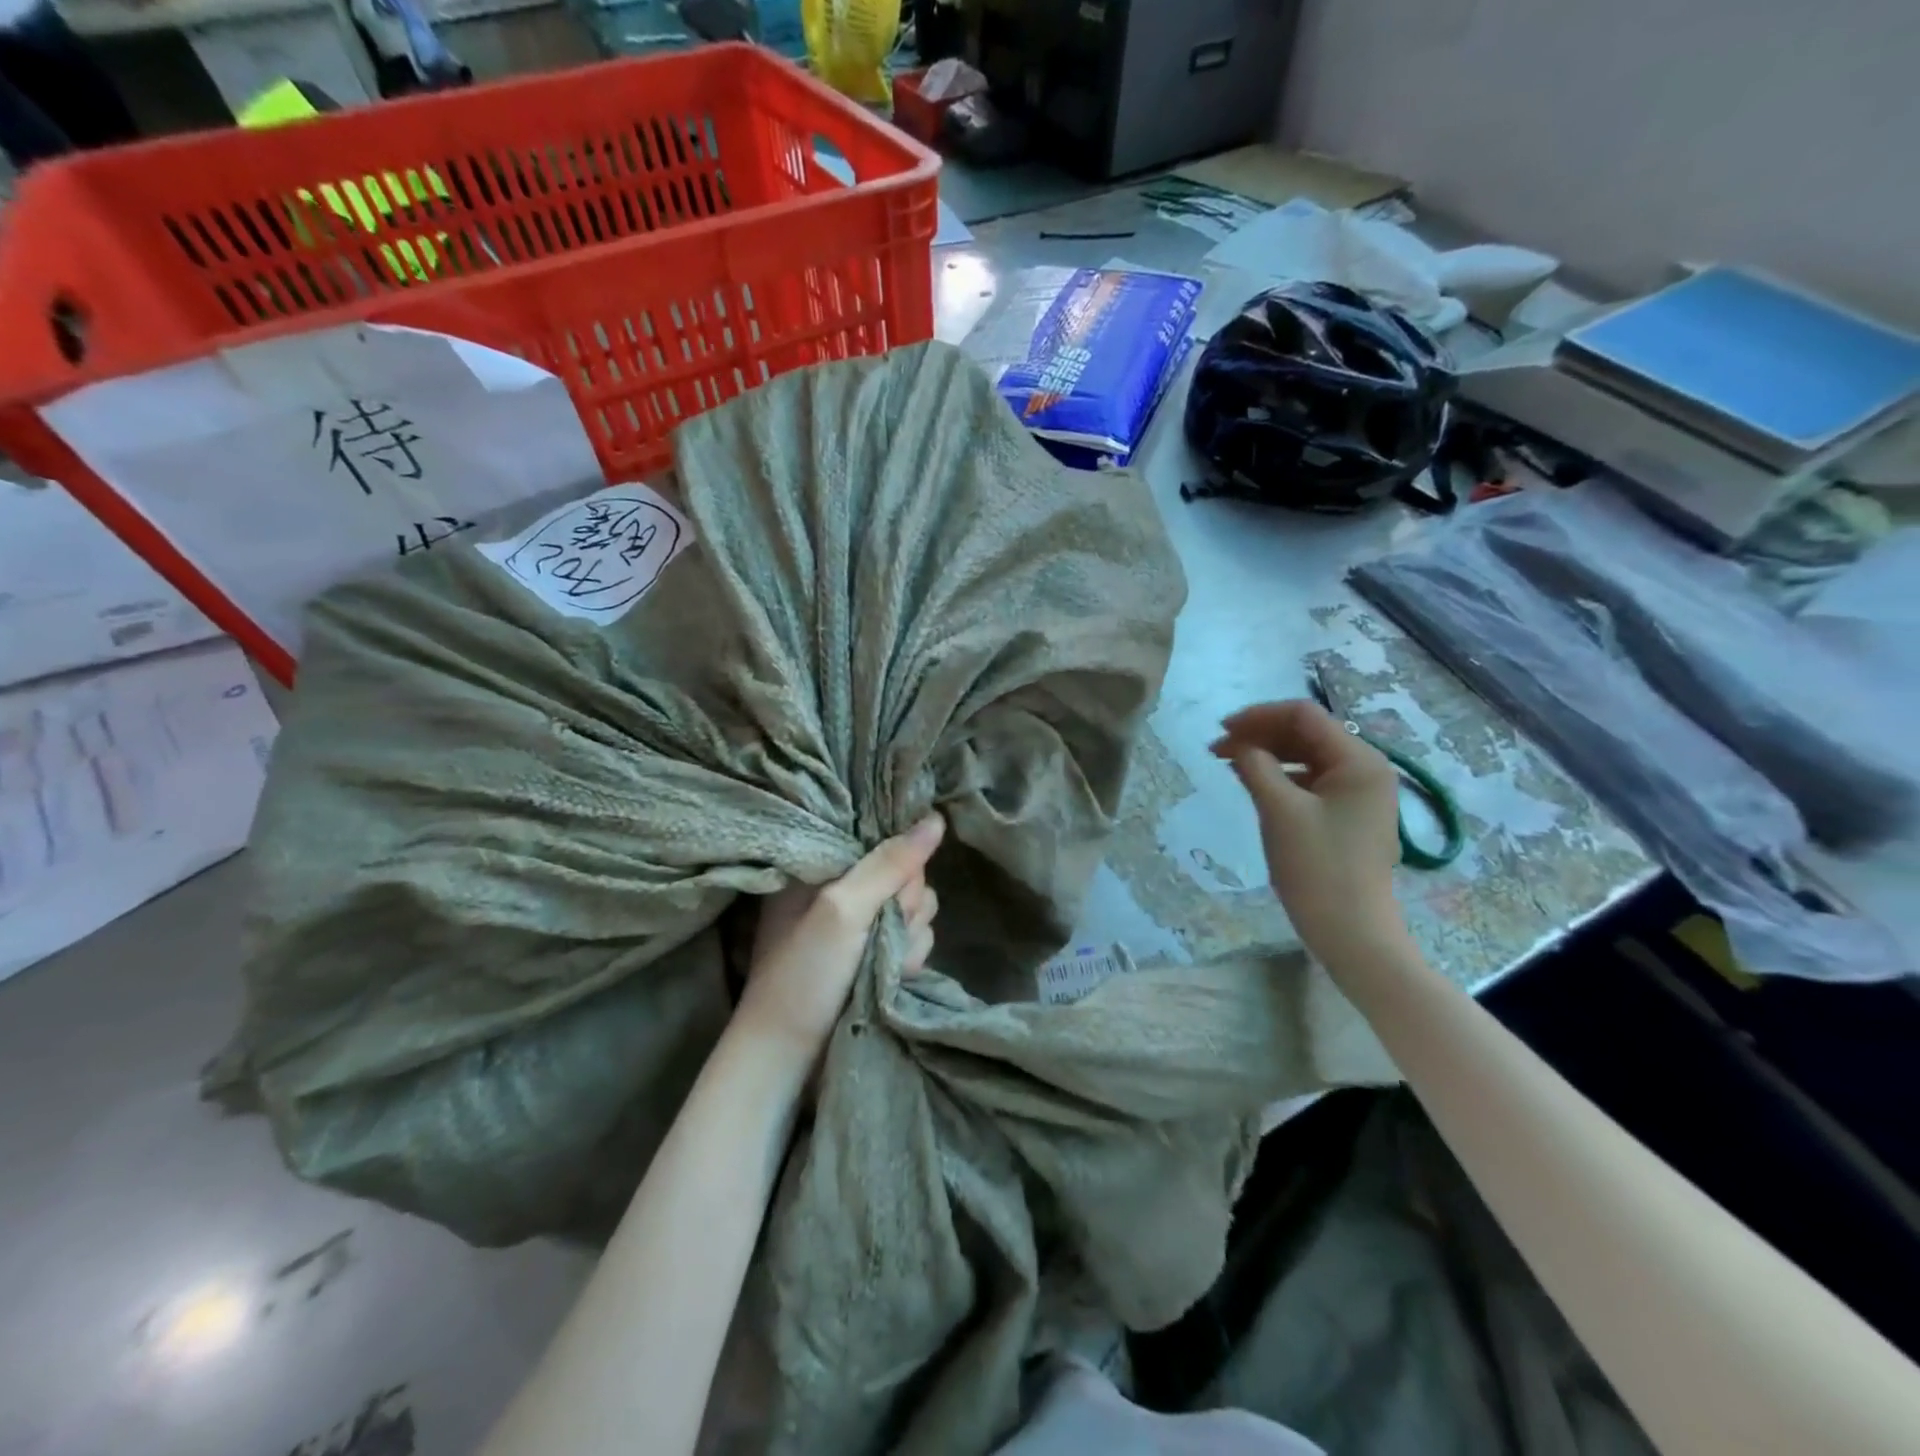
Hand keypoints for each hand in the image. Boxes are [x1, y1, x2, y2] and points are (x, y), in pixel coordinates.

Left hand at [738, 814, 943, 1059]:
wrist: (789, 1057)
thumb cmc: (803, 974)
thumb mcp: (842, 910)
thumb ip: (889, 864)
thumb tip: (936, 818)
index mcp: (823, 864)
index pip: (883, 837)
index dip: (898, 861)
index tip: (890, 888)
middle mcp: (844, 887)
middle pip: (908, 874)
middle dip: (905, 906)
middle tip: (878, 932)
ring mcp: (862, 923)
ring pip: (918, 908)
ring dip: (909, 938)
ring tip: (881, 964)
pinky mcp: (876, 952)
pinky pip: (916, 938)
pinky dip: (909, 958)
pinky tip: (891, 977)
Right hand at [1211, 700, 1404, 963]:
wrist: (1351, 932)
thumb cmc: (1317, 868)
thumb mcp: (1279, 810)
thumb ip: (1255, 766)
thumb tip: (1237, 743)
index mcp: (1359, 760)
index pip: (1304, 715)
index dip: (1259, 716)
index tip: (1220, 731)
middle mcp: (1367, 768)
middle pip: (1307, 733)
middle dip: (1261, 734)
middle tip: (1217, 748)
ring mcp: (1360, 793)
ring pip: (1307, 756)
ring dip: (1268, 754)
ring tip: (1228, 763)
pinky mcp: (1349, 814)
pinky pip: (1312, 780)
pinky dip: (1281, 776)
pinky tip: (1255, 783)